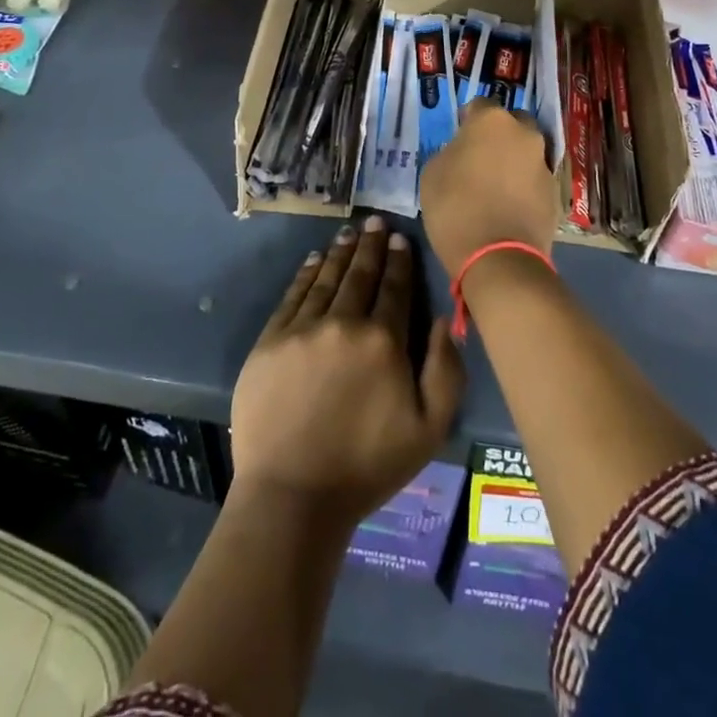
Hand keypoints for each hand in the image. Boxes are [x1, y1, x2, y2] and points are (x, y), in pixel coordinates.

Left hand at [230, 217, 464, 526]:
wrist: (292, 495)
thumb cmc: (368, 466)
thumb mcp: (430, 429)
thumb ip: (446, 370)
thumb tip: (445, 319)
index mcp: (383, 341)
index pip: (395, 288)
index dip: (399, 260)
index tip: (400, 238)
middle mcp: (343, 322)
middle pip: (360, 274)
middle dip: (371, 245)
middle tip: (375, 221)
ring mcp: (302, 329)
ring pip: (326, 278)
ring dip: (340, 252)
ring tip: (349, 233)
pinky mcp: (270, 341)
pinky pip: (293, 296)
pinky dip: (306, 273)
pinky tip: (313, 260)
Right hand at [419, 101, 555, 278]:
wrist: (499, 257)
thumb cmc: (455, 208)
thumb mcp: (432, 174)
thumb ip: (450, 152)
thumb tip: (462, 153)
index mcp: (491, 121)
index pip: (480, 105)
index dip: (468, 120)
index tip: (458, 137)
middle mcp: (524, 134)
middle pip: (512, 123)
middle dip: (499, 135)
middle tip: (481, 157)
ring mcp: (543, 163)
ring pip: (527, 152)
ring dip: (514, 161)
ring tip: (497, 185)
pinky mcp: (555, 193)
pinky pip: (535, 180)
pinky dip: (524, 186)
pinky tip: (510, 205)